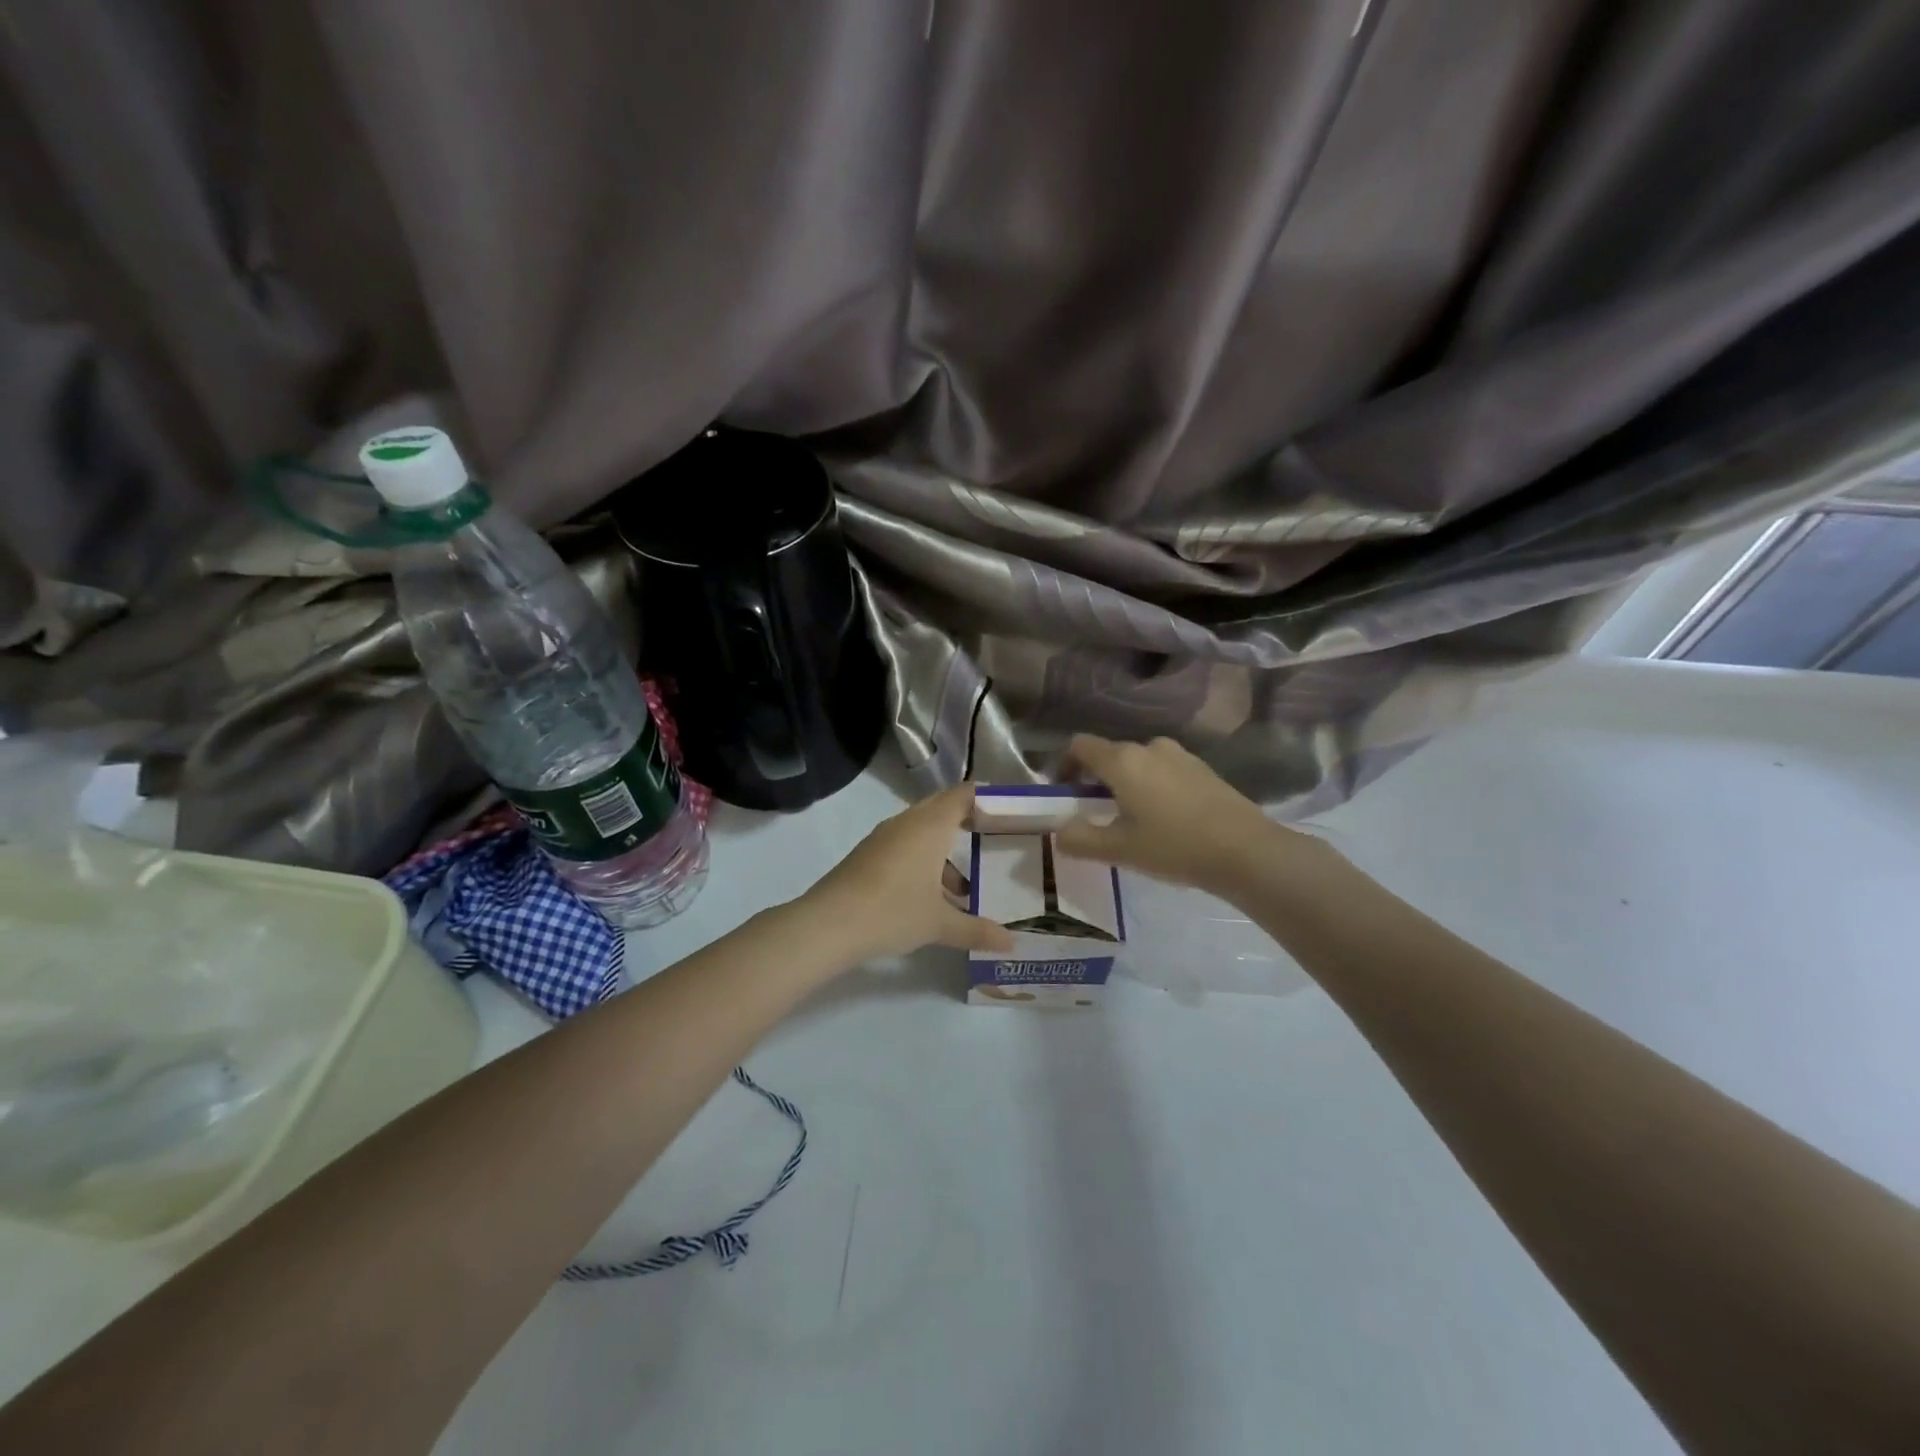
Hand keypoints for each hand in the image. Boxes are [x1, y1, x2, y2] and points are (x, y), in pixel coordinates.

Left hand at [799, 784, 1014, 960]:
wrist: (828, 924)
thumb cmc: (892, 912)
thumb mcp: (940, 924)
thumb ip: (977, 930)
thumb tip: (1012, 943)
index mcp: (930, 826)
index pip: (962, 795)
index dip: (986, 799)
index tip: (1009, 814)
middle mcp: (907, 823)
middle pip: (942, 808)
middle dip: (967, 822)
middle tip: (994, 840)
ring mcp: (884, 838)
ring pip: (922, 831)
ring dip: (944, 850)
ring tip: (966, 886)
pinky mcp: (868, 855)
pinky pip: (905, 846)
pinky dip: (923, 861)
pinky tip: (931, 897)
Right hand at [1055, 734, 1302, 896]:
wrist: (1246, 850)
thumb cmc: (1174, 846)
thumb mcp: (1118, 850)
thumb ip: (1079, 839)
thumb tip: (1060, 831)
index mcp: (1122, 760)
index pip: (1079, 746)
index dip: (1064, 765)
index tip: (1065, 792)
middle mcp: (1148, 747)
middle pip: (1110, 755)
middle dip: (1096, 780)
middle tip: (1097, 815)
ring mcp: (1179, 755)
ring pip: (1139, 763)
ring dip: (1127, 784)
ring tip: (1133, 820)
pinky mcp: (1202, 768)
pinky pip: (1164, 770)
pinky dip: (1153, 787)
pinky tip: (1166, 819)